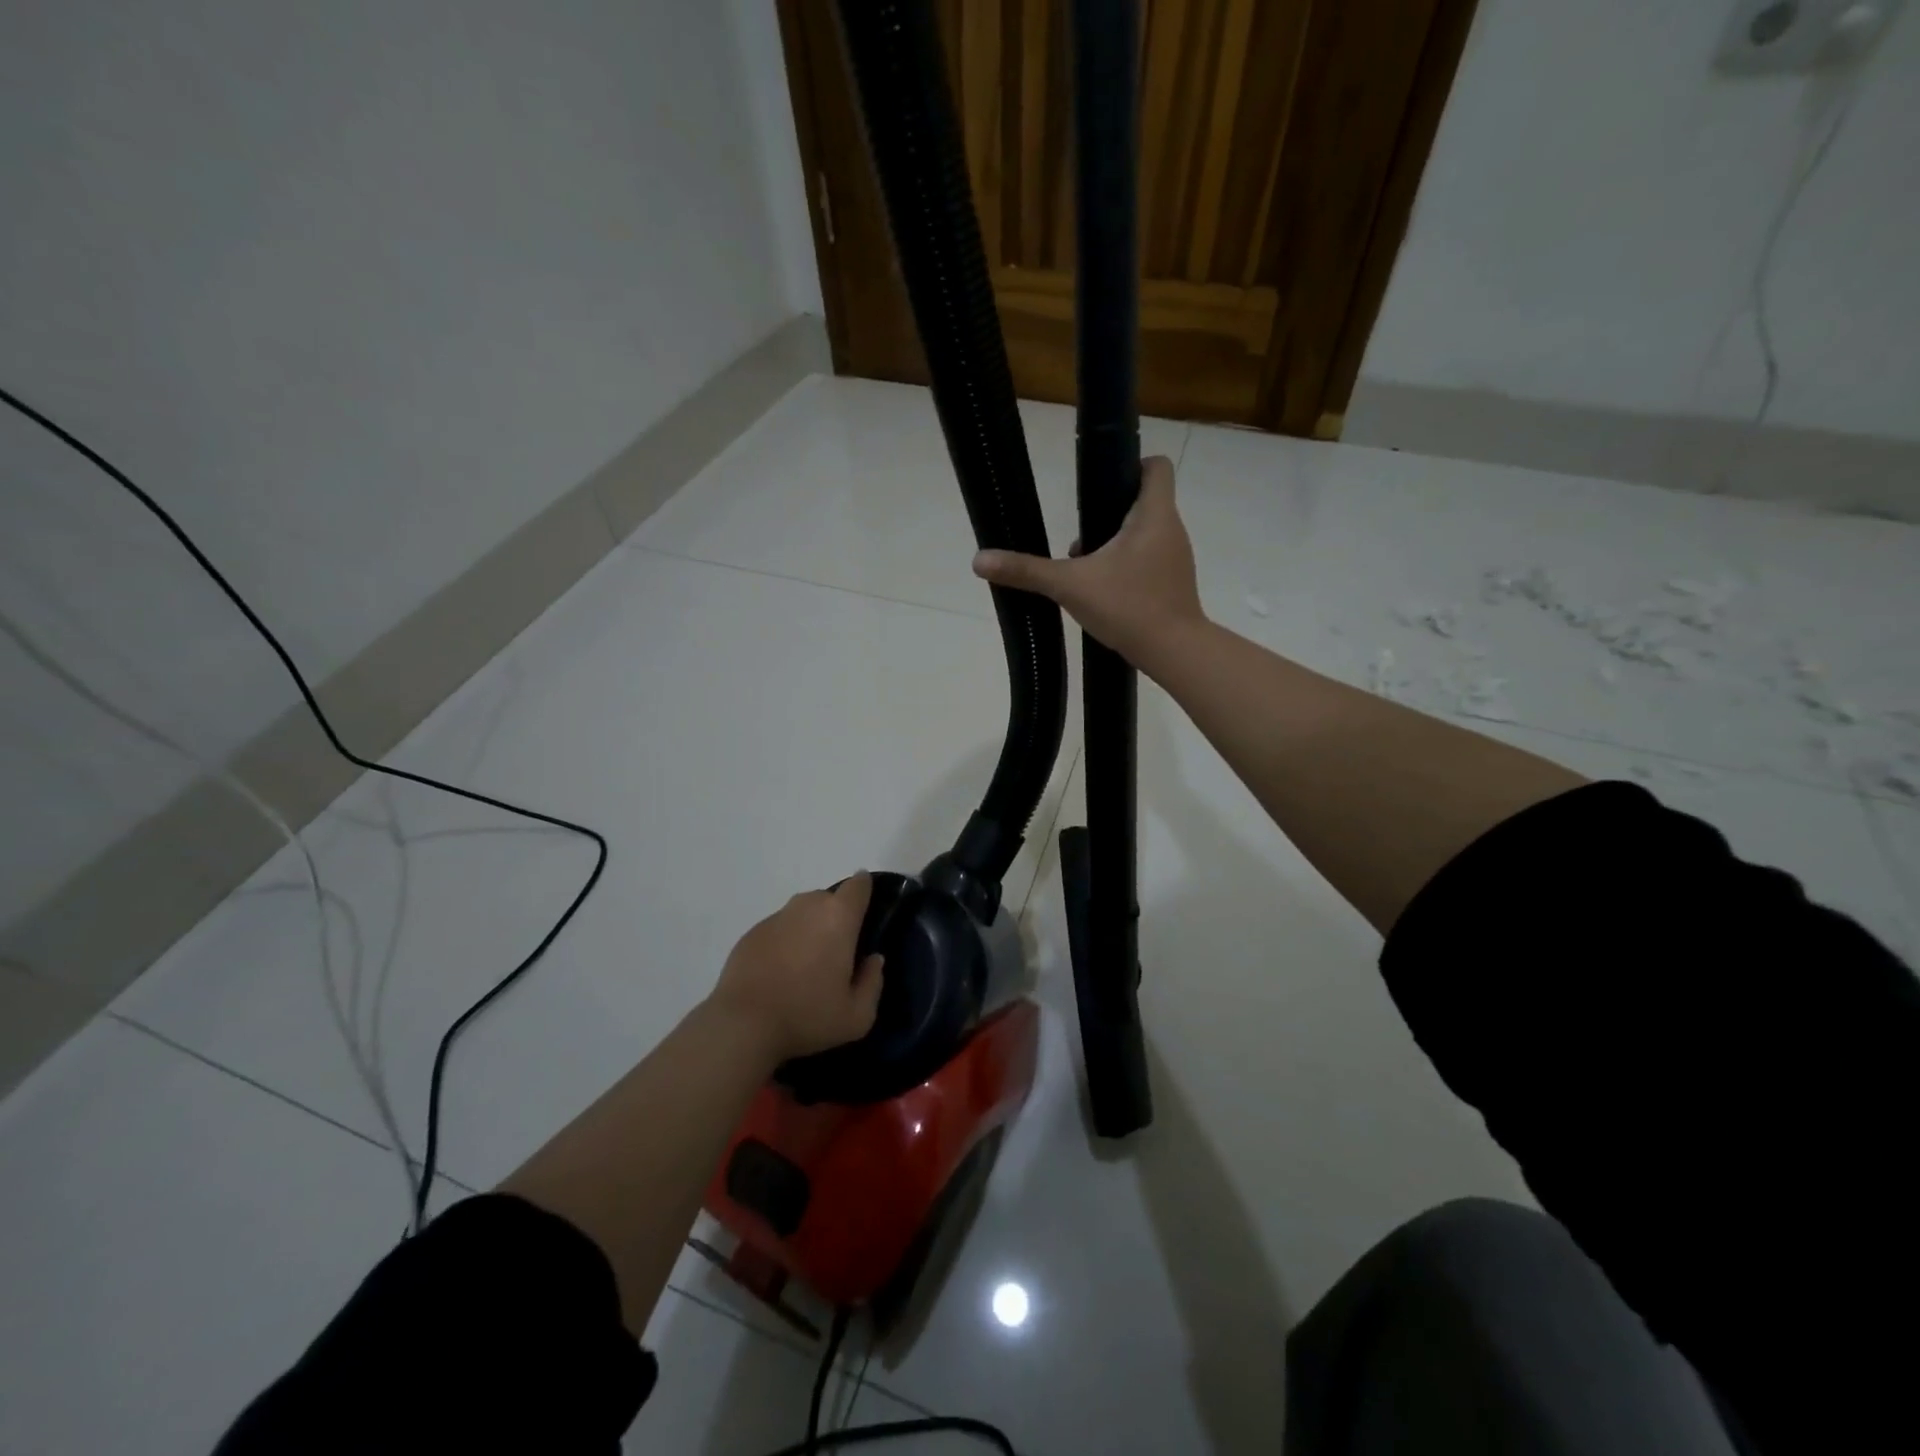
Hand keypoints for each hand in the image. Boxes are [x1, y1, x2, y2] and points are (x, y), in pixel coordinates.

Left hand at [706, 873, 884, 1063]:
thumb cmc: (807, 1016)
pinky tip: (779, 974)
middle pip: (829, 898)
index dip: (865, 891)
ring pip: (801, 913)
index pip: (858, 885)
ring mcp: (775, 918)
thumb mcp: (857, 1016)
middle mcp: (807, 907)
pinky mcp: (751, 933)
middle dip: (836, 917)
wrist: (742, 1025)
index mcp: (839, 918)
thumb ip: (873, 982)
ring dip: (809, 929)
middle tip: (837, 952)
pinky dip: (784, 942)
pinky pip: (778, 929)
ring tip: (807, 965)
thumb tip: (873, 960)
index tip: (867, 910)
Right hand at [971, 455, 1203, 670]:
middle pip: (1144, 501)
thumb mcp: (1070, 586)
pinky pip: (1149, 560)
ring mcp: (1176, 559)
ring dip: (1115, 541)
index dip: (1132, 464)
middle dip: (1110, 511)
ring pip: (1145, 533)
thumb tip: (980, 560)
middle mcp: (1171, 530)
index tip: (1101, 482)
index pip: (1157, 467)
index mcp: (1154, 515)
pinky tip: (1102, 590)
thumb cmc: (1128, 606)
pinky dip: (1126, 565)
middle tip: (1080, 532)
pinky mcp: (1173, 584)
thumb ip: (1027, 571)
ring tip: (1084, 566)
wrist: (1174, 652)